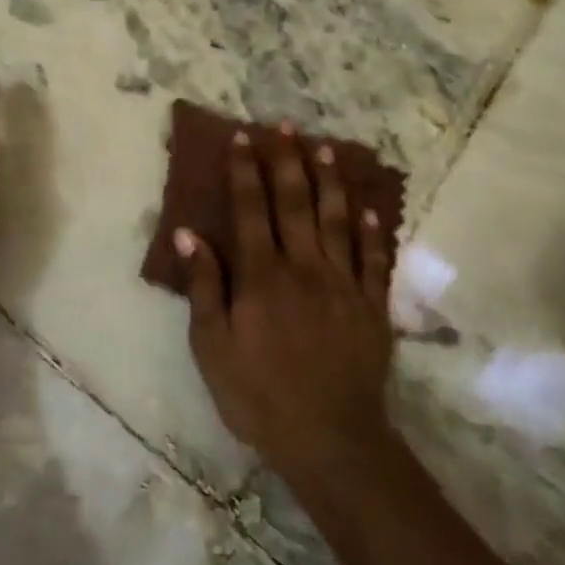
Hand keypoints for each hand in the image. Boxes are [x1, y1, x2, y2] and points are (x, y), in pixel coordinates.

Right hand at [177, 125, 396, 484]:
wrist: (330, 439)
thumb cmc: (259, 395)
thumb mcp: (213, 348)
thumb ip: (205, 288)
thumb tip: (190, 235)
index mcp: (263, 276)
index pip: (250, 209)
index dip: (245, 171)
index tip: (243, 138)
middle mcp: (304, 267)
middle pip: (296, 202)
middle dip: (288, 160)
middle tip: (286, 125)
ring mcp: (344, 284)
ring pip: (338, 220)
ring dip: (331, 182)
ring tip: (327, 149)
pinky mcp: (372, 306)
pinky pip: (374, 260)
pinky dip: (373, 232)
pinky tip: (371, 209)